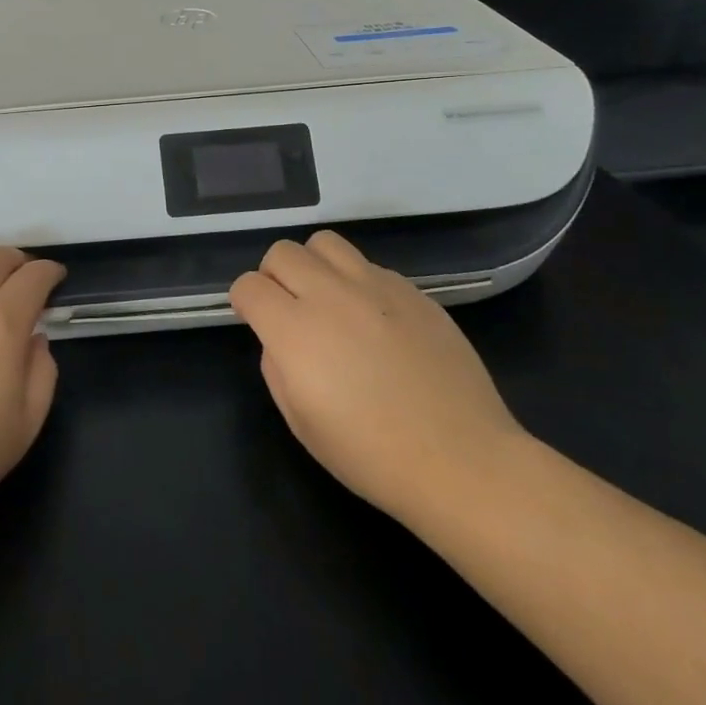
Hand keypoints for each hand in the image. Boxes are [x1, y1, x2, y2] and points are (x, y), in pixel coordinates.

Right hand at [230, 231, 526, 520]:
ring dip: (314, 266)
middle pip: (282, 252)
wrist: (461, 460)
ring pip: (325, 243)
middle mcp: (331, 295)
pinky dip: (358, 283)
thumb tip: (280, 339)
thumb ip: (276, 366)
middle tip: (289, 309)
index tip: (255, 320)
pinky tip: (375, 321)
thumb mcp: (300, 422)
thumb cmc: (371, 454)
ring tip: (329, 301)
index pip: (248, 285)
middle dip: (274, 276)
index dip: (244, 302)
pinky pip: (370, 266)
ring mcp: (377, 287)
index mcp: (295, 330)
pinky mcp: (414, 291)